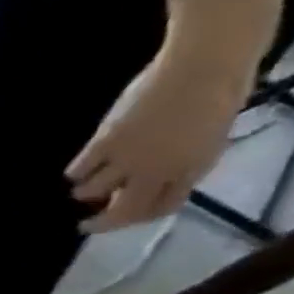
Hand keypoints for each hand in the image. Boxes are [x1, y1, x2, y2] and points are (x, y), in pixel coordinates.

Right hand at [65, 45, 249, 232]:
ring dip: (86, 193)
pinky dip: (76, 173)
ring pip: (93, 191)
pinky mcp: (104, 143)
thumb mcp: (209, 138)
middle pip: (123, 211)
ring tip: (83, 188)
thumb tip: (152, 181)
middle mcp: (157, 171)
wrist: (201, 67)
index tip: (126, 218)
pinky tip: (77, 171)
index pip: (162, 208)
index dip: (141, 217)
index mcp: (191, 169)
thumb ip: (182, 163)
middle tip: (86, 226)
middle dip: (102, 223)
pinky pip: (80, 169)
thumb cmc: (217, 95)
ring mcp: (128, 157)